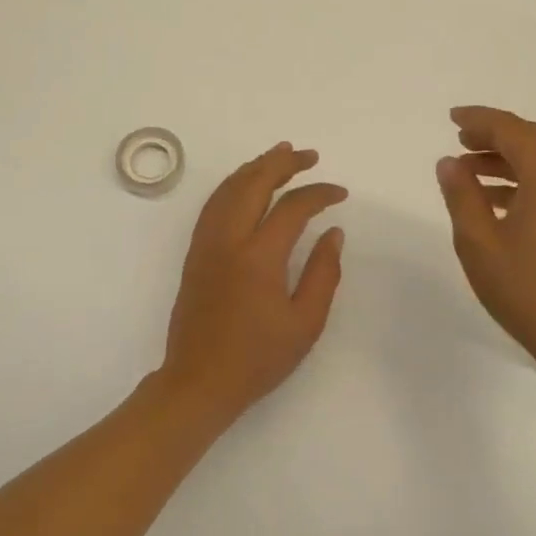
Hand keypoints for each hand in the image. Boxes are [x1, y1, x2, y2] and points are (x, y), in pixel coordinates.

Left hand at [160, 142, 347, 419]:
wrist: (199, 381)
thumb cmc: (258, 359)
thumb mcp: (305, 324)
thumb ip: (323, 273)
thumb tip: (332, 232)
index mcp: (258, 257)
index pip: (292, 207)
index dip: (319, 194)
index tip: (340, 193)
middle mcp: (228, 239)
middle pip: (254, 183)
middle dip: (283, 163)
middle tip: (309, 155)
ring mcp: (206, 243)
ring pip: (229, 188)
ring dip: (256, 166)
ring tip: (280, 154)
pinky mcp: (195, 251)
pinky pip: (214, 203)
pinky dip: (233, 184)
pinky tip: (247, 182)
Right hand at [434, 106, 535, 380]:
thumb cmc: (529, 291)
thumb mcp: (479, 242)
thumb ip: (461, 194)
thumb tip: (450, 162)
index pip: (511, 128)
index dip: (478, 120)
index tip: (452, 119)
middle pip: (533, 138)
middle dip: (495, 137)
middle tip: (461, 142)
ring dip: (511, 159)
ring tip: (473, 172)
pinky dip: (531, 179)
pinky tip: (502, 200)